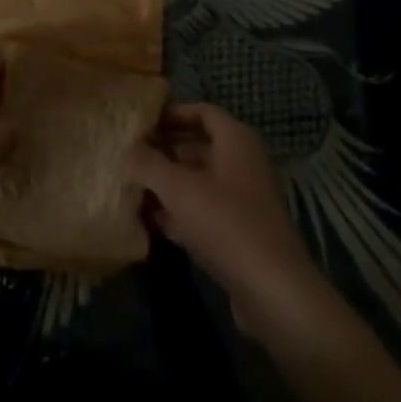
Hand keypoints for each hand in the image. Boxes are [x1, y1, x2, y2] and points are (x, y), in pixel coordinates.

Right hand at [126, 103, 325, 339]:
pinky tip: (151, 223)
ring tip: (132, 189)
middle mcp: (243, 162)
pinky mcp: (241, 232)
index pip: (202, 112)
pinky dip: (180, 212)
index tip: (142, 123)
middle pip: (199, 147)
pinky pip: (205, 211)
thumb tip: (128, 150)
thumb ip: (149, 164)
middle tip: (130, 157)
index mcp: (236, 139)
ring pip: (199, 182)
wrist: (272, 289)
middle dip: (164, 152)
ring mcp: (244, 199)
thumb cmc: (225, 222)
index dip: (172, 113)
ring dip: (168, 185)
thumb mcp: (179, 188)